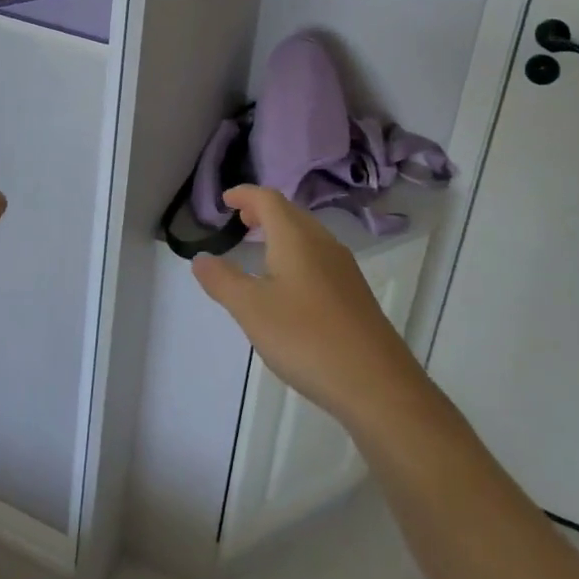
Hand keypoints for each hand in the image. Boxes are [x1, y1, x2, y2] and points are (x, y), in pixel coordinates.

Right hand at [192, 187, 421, 423]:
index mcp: (296, 238)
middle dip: (263, 211)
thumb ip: (223, 281)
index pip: (268, 199)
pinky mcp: (354, 294)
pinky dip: (297, 255)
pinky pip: (319, 257)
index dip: (245, 194)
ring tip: (260, 250)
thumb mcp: (252, 310)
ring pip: (307, 235)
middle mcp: (322, 243)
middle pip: (290, 213)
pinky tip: (290, 287)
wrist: (377, 384)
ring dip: (281, 233)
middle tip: (241, 220)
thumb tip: (201, 258)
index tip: (226, 199)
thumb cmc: (306, 338)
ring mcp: (343, 269)